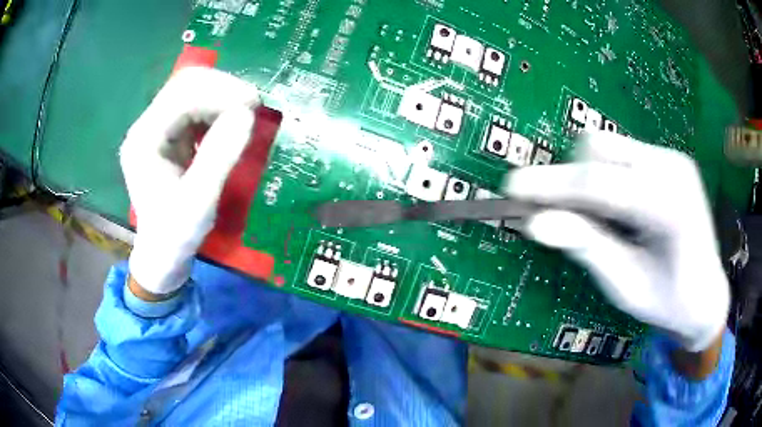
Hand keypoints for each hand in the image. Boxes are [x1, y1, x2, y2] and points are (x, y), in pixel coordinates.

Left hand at [120, 67, 259, 296]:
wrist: (163, 254)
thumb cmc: (176, 235)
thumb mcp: (199, 203)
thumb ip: (219, 157)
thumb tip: (246, 114)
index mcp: (144, 140)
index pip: (181, 96)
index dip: (219, 93)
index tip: (253, 106)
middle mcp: (147, 127)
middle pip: (185, 84)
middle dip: (222, 87)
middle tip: (253, 105)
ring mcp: (157, 128)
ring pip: (192, 89)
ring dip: (222, 94)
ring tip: (247, 112)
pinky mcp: (170, 134)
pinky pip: (197, 105)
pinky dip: (219, 107)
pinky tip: (232, 121)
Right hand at [504, 132, 728, 353]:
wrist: (706, 293)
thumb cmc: (668, 301)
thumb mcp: (626, 287)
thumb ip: (587, 248)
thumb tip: (536, 223)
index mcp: (670, 205)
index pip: (600, 184)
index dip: (552, 185)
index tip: (512, 187)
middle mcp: (671, 166)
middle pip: (600, 148)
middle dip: (571, 178)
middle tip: (563, 217)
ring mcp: (671, 157)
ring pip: (608, 146)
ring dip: (587, 177)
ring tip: (599, 219)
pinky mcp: (667, 158)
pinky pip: (620, 154)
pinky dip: (604, 177)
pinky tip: (617, 210)